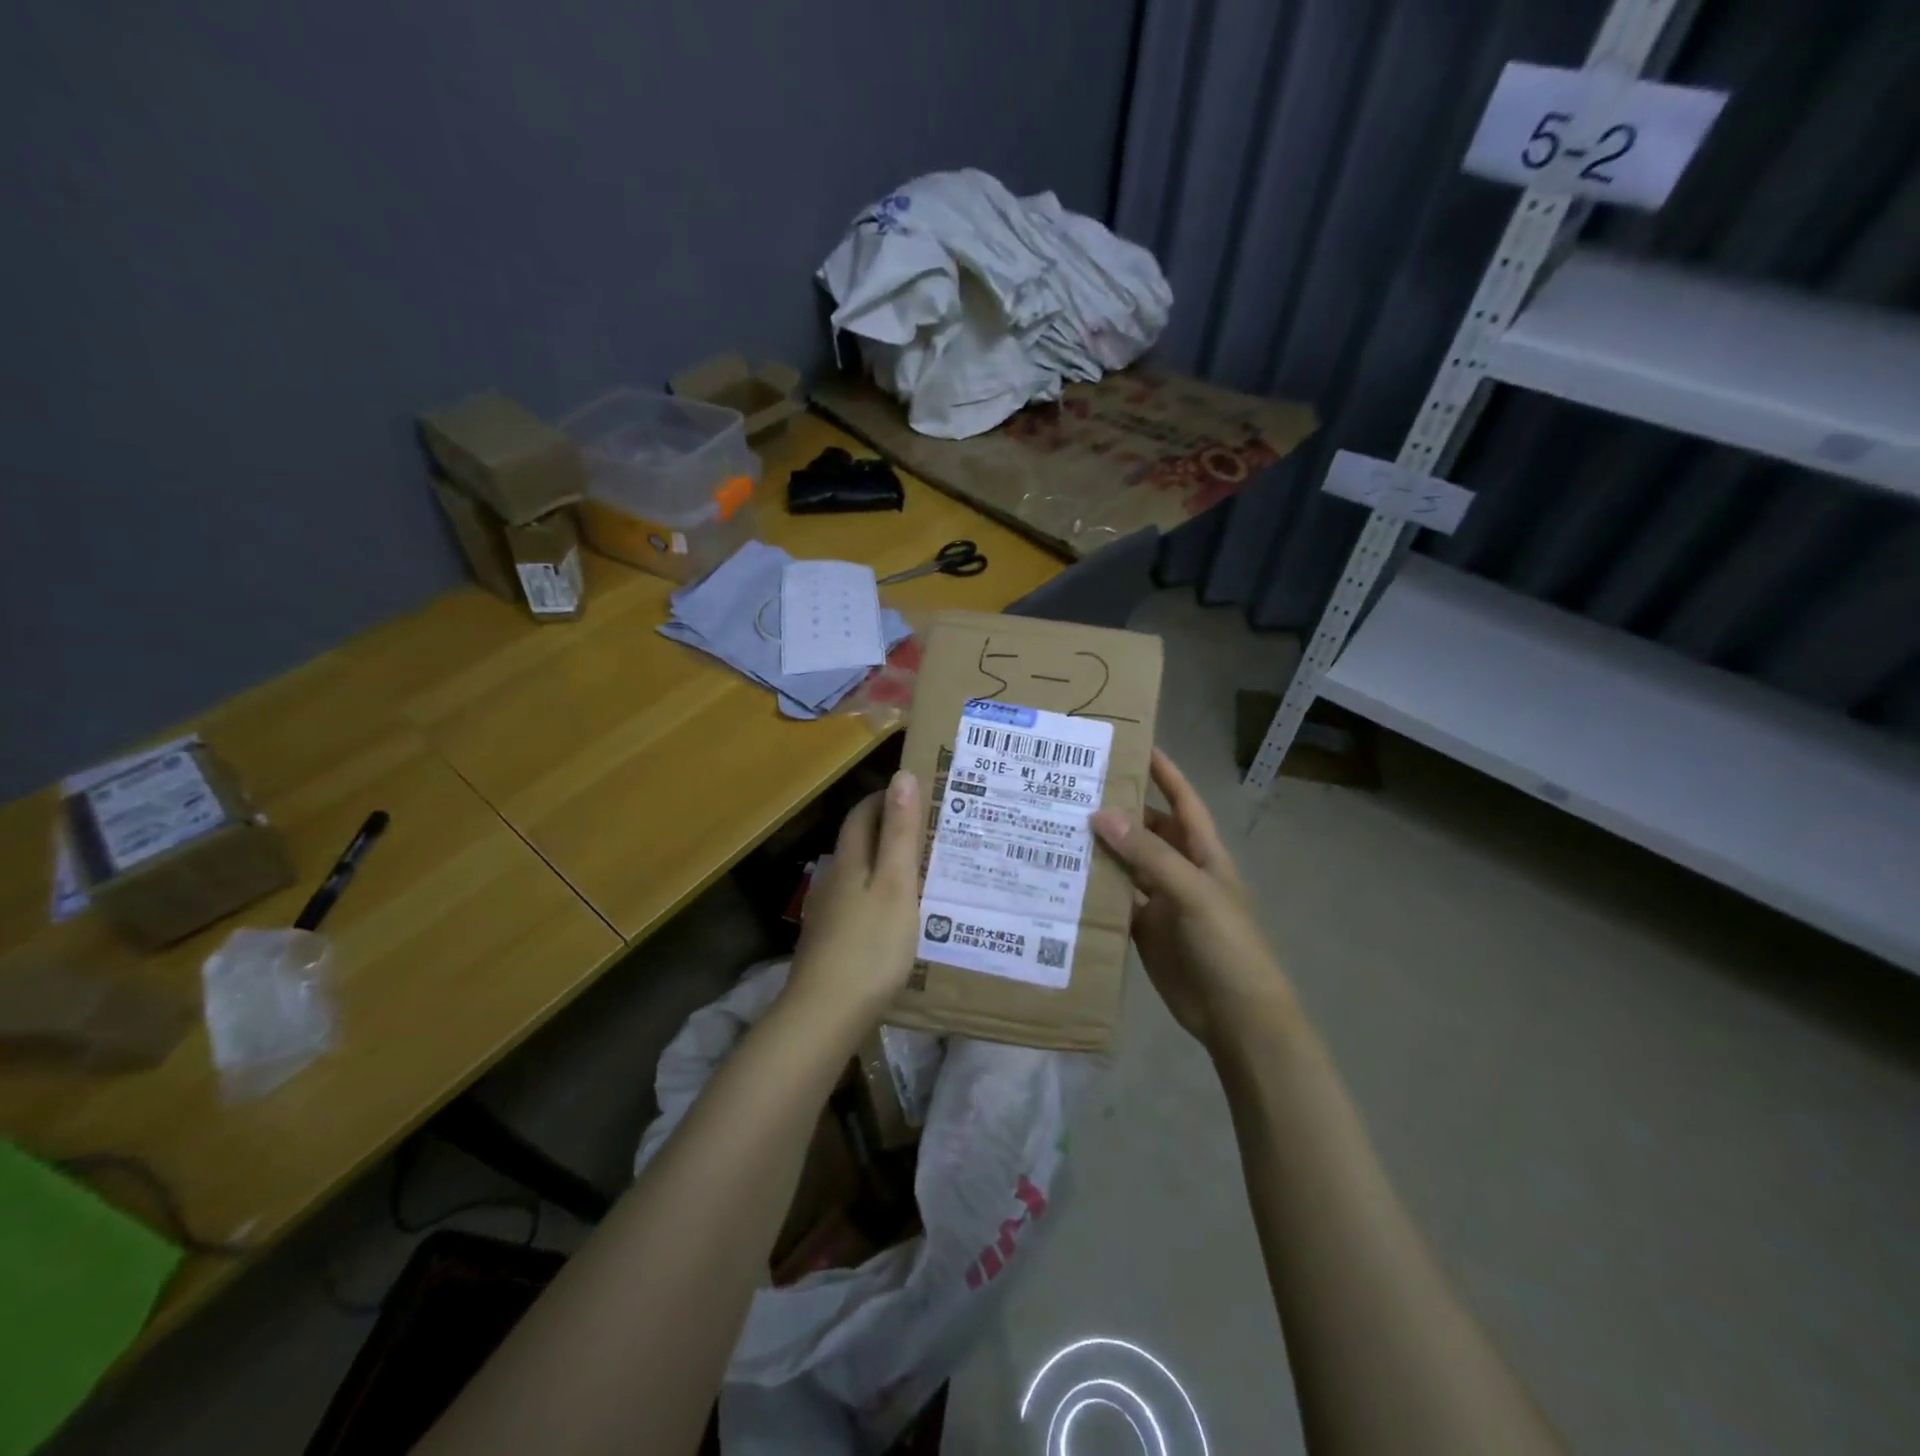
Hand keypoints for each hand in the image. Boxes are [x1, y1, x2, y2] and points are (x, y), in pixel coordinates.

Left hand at [787, 769, 923, 1025]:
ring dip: (886, 863)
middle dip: (889, 829)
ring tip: (923, 869)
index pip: (863, 814)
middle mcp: (834, 880)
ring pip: (859, 874)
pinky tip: (898, 915)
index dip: (886, 798)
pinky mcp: (831, 942)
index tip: (918, 792)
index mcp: (850, 861)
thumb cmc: (870, 946)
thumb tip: (902, 776)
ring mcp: (829, 914)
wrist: (825, 1015)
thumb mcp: (896, 885)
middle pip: (859, 842)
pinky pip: (859, 903)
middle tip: (930, 829)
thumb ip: (901, 833)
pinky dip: (880, 895)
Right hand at [1090, 750, 1294, 1052]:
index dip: (1163, 772)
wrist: (1236, 1016)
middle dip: (1118, 809)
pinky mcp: (1144, 930)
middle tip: (1073, 787)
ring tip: (1058, 825)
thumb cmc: (1227, 945)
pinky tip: (1063, 876)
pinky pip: (1115, 900)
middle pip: (1147, 829)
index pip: (1181, 800)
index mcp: (1203, 853)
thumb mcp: (1192, 892)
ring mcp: (1161, 901)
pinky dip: (1094, 889)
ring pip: (1126, 864)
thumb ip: (1149, 855)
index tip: (1132, 744)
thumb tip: (1101, 814)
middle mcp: (1180, 869)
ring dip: (1100, 848)